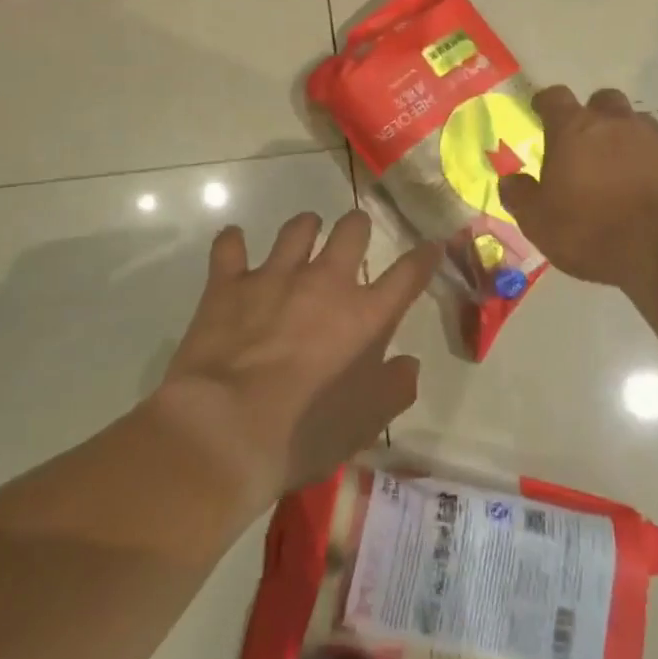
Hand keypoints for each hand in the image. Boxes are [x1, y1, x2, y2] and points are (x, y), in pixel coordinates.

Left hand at [154, 210, 438, 507]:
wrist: (226, 430)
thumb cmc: (306, 432)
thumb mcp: (367, 423)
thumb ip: (396, 388)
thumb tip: (408, 364)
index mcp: (366, 315)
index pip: (408, 274)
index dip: (424, 256)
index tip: (431, 245)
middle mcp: (325, 283)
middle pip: (352, 230)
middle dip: (358, 226)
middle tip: (354, 235)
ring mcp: (275, 277)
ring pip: (297, 229)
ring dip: (304, 228)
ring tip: (304, 233)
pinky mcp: (228, 285)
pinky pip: (229, 246)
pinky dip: (232, 242)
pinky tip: (233, 243)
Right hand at [499, 85, 657, 291]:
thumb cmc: (595, 231)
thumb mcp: (540, 223)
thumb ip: (520, 196)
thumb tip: (509, 180)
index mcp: (575, 130)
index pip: (555, 98)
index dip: (546, 103)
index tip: (541, 112)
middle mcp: (618, 123)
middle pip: (603, 101)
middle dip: (594, 116)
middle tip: (586, 145)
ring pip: (639, 125)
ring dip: (627, 140)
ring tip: (622, 172)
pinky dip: (657, 165)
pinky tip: (654, 193)